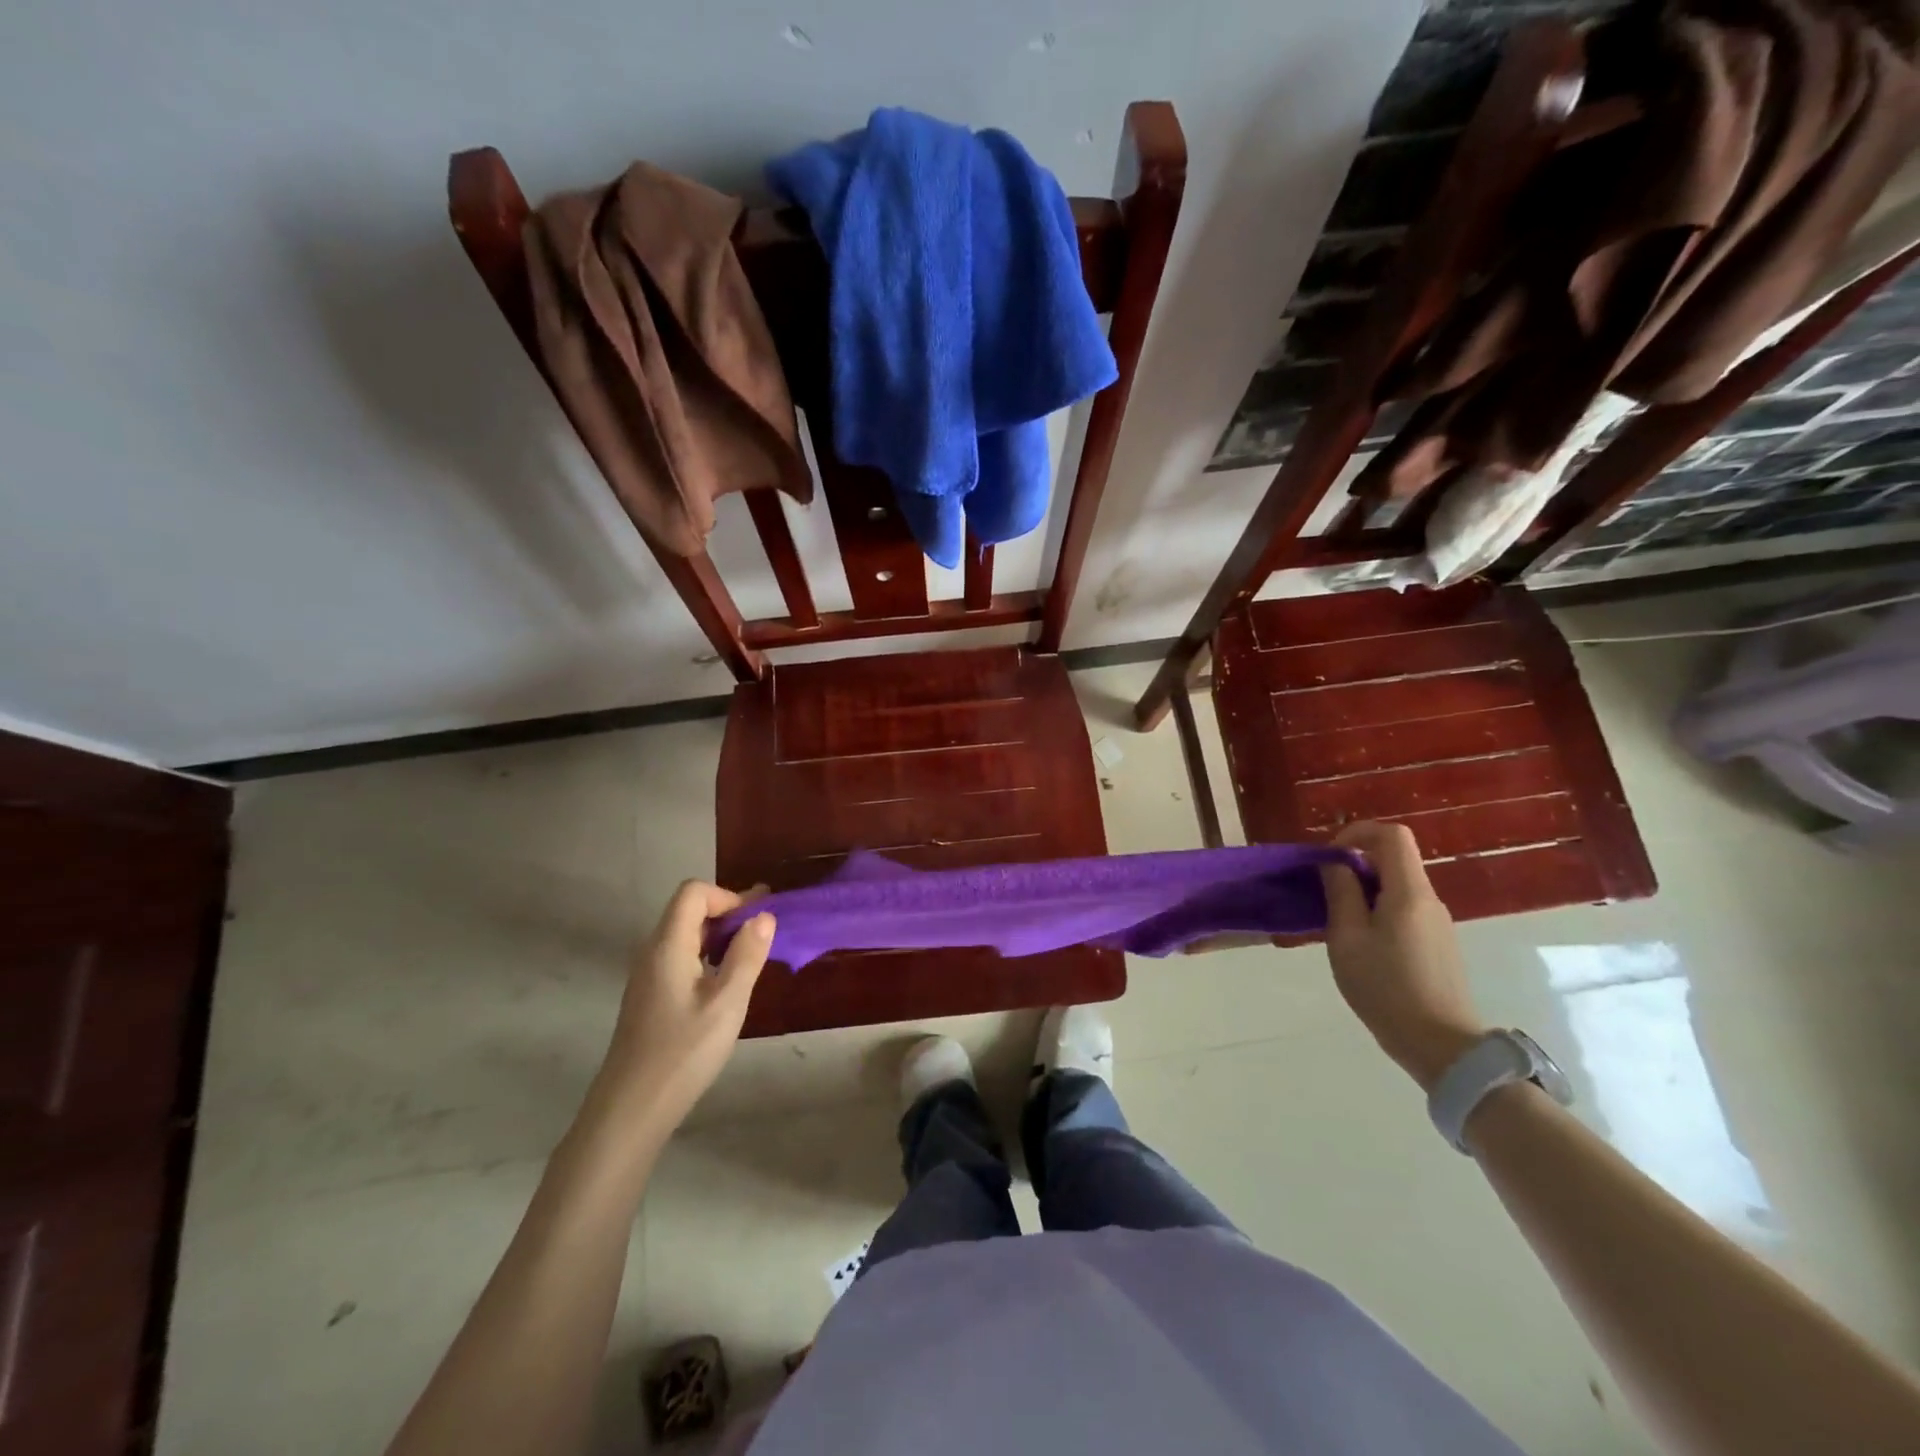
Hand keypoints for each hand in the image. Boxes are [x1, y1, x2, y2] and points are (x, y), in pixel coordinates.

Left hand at [594, 881, 773, 1130]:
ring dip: (720, 936)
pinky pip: (681, 958)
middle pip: (689, 910)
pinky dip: (708, 957)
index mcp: (668, 945)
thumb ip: (746, 955)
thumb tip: (764, 916)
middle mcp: (653, 952)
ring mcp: (647, 975)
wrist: (630, 1110)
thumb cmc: (682, 1053)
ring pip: (686, 935)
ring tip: (752, 955)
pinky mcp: (650, 997)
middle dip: (729, 913)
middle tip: (766, 930)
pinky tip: (725, 984)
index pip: (694, 893)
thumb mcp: (727, 1003)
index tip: (756, 921)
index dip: (728, 897)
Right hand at [1320, 822, 1486, 1091]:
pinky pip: (1405, 909)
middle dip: (1356, 864)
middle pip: (1395, 859)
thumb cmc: (1387, 989)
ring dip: (1365, 890)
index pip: (1392, 835)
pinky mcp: (1438, 943)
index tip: (1330, 857)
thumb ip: (1341, 894)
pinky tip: (1362, 944)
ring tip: (1338, 922)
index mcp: (1409, 893)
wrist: (1442, 1047)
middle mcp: (1429, 900)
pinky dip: (1378, 910)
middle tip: (1325, 892)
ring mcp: (1437, 922)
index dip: (1358, 833)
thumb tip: (1336, 864)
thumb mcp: (1347, 939)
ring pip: (1398, 885)